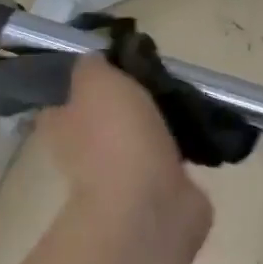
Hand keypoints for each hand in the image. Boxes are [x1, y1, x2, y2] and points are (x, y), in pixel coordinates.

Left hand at [38, 55, 211, 245]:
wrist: (149, 205)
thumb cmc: (115, 136)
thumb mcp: (97, 79)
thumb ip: (93, 64)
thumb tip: (95, 60)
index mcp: (59, 123)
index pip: (66, 92)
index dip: (88, 74)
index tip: (117, 58)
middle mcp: (83, 150)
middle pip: (106, 113)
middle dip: (131, 96)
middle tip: (158, 73)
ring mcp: (121, 174)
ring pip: (140, 135)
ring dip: (161, 121)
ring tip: (187, 96)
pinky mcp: (157, 189)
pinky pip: (170, 157)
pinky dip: (184, 145)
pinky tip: (203, 127)